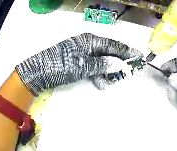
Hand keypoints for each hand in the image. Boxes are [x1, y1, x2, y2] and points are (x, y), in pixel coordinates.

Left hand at [16, 33, 142, 94]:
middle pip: (109, 52)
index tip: (139, 57)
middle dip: (119, 62)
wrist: (36, 72)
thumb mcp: (82, 66)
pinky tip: (101, 83)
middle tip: (130, 72)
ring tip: (114, 82)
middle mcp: (87, 44)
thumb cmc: (59, 66)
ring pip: (101, 60)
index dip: (127, 52)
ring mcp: (81, 52)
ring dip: (108, 71)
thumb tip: (119, 64)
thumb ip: (102, 65)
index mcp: (90, 40)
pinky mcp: (76, 60)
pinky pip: (92, 65)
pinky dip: (97, 74)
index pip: (114, 45)